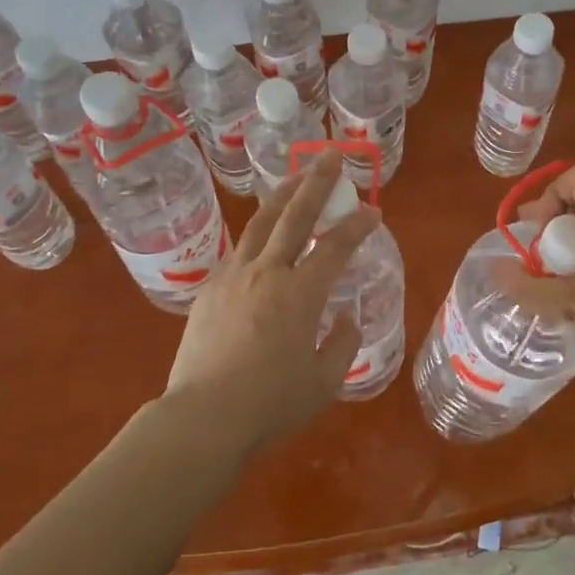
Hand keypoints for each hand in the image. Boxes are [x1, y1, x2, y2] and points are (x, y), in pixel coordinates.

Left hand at [162, 152, 380, 455]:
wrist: (202, 418)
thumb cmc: (269, 405)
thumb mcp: (324, 382)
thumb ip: (342, 342)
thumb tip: (345, 316)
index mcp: (300, 294)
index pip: (337, 246)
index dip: (358, 225)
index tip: (373, 211)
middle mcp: (267, 273)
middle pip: (295, 215)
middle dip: (317, 182)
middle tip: (331, 156)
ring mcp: (234, 276)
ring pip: (261, 222)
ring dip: (282, 194)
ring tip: (296, 176)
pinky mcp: (210, 288)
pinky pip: (239, 249)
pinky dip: (257, 232)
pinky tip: (263, 234)